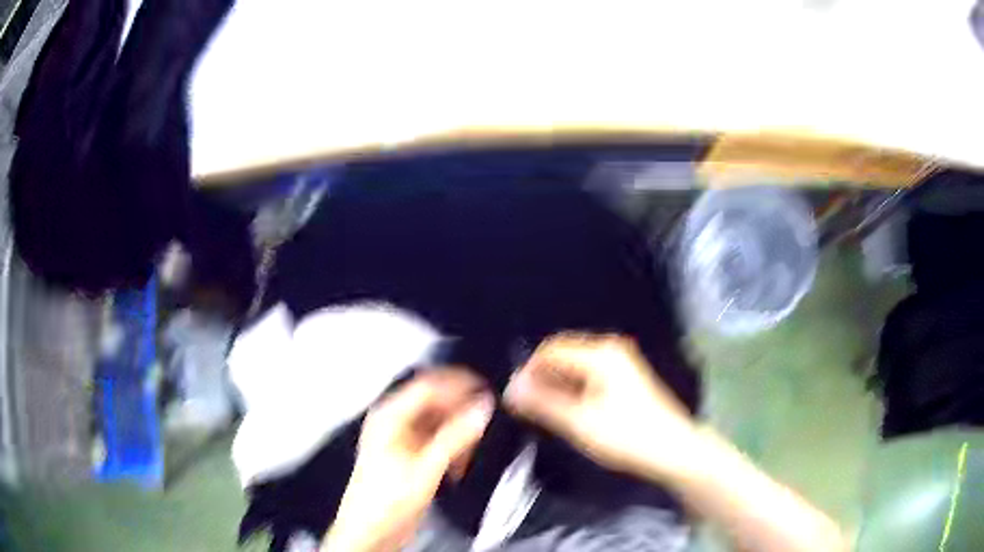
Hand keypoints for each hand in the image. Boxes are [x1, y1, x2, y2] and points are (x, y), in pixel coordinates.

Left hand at [324, 370, 493, 551]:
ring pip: (439, 423)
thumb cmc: (385, 500)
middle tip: (485, 419)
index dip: (458, 385)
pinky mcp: (411, 458)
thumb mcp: (425, 467)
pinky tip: (459, 464)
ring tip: (473, 448)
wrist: (372, 531)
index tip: (484, 390)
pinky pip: (438, 442)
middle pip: (434, 403)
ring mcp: (402, 441)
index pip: (428, 386)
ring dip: (459, 433)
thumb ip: (455, 436)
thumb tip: (480, 409)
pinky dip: (453, 449)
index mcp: (390, 417)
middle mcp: (394, 424)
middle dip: (460, 412)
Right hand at [504, 333, 698, 481]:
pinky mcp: (625, 377)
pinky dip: (573, 388)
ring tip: (544, 412)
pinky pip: (589, 374)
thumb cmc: (626, 435)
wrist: (672, 449)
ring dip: (557, 384)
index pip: (551, 349)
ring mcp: (620, 362)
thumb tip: (512, 388)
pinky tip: (568, 410)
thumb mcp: (579, 422)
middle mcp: (610, 349)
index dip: (529, 370)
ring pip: (576, 366)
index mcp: (600, 354)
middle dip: (542, 377)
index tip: (515, 396)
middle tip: (527, 407)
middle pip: (564, 354)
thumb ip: (543, 403)